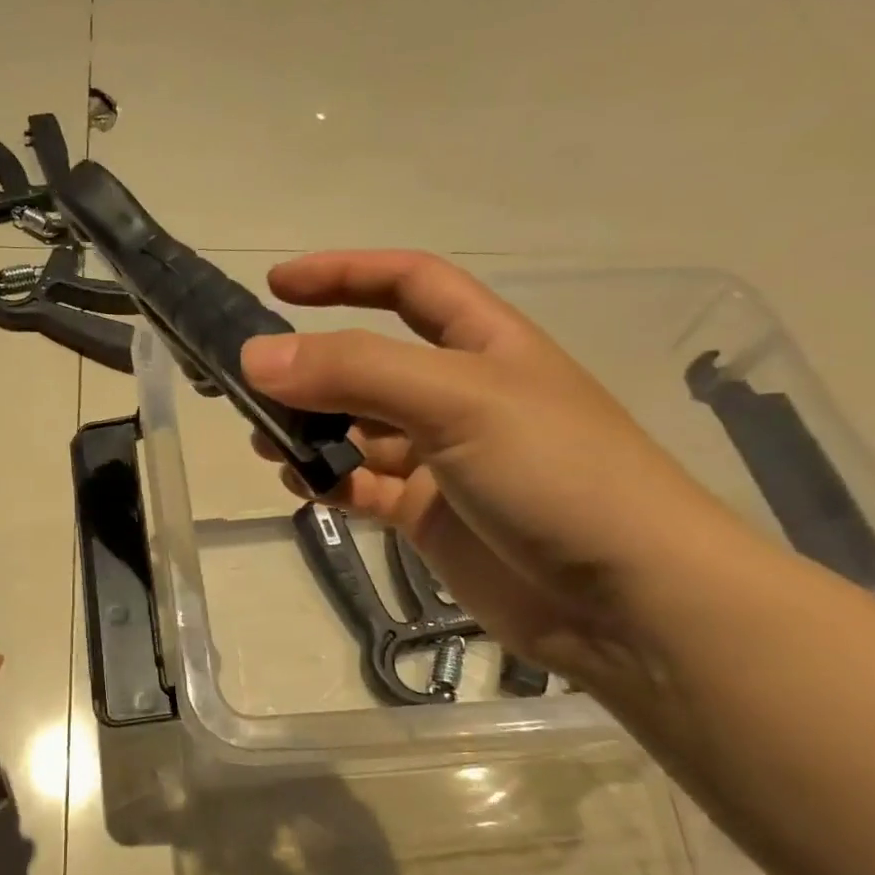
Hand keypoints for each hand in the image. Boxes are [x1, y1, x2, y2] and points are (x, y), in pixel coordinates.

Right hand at [241, 251, 759, 690]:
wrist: (624, 599)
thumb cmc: (554, 473)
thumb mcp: (457, 401)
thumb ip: (355, 372)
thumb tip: (255, 357)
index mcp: (483, 345)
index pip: (407, 284)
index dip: (344, 275)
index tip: (276, 286)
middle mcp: (459, 396)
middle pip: (369, 364)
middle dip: (311, 368)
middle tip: (250, 387)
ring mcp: (443, 460)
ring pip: (358, 431)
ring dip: (311, 430)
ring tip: (266, 442)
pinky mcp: (429, 516)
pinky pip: (364, 487)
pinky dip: (329, 482)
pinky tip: (302, 486)